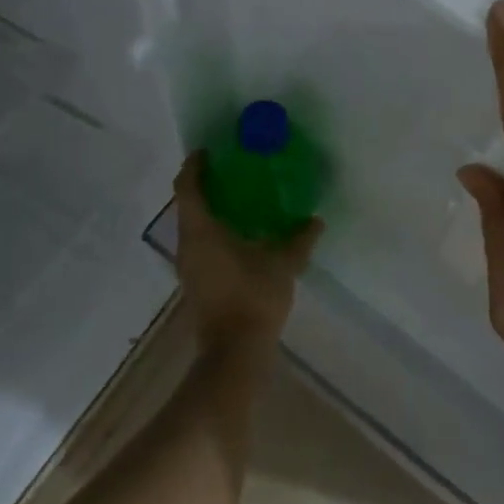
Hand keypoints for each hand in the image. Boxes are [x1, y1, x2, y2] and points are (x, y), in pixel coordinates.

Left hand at [173, 152, 322, 362]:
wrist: (234, 352)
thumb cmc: (253, 298)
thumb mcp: (283, 264)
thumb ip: (299, 239)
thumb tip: (315, 220)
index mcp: (201, 231)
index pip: (188, 187)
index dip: (195, 166)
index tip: (209, 151)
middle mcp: (188, 244)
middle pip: (188, 205)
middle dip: (207, 186)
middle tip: (234, 172)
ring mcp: (189, 266)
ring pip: (194, 227)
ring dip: (212, 210)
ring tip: (242, 201)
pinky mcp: (197, 282)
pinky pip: (201, 245)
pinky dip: (216, 231)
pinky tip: (243, 235)